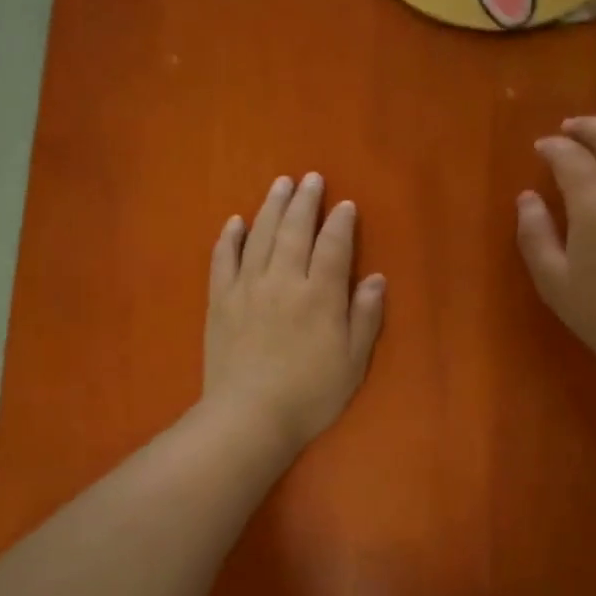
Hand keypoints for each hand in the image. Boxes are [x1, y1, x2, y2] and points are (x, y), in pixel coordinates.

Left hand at [203, 173, 385, 451]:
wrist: (249, 417)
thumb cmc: (310, 394)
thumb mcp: (353, 361)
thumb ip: (365, 316)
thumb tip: (376, 278)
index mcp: (320, 295)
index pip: (334, 246)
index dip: (341, 223)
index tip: (346, 204)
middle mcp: (284, 280)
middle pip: (295, 230)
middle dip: (305, 202)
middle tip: (311, 179)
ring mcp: (247, 287)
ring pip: (260, 235)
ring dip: (271, 207)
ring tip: (280, 184)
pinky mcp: (220, 301)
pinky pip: (223, 259)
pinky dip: (230, 237)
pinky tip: (235, 221)